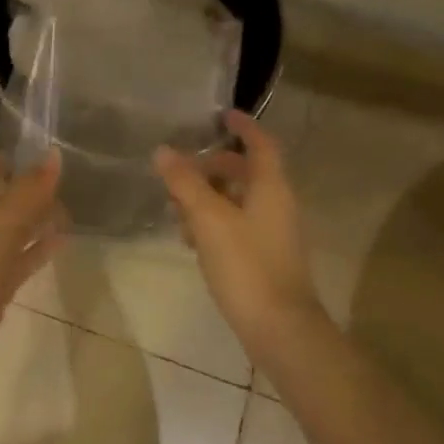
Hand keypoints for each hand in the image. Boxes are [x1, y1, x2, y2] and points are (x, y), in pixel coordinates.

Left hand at [0, 151, 66, 362]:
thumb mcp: (7, 215)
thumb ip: (33, 187)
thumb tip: (55, 154)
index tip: (26, 158)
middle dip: (25, 193)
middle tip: (57, 186)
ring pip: (10, 231)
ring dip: (36, 221)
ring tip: (67, 212)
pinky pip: (18, 258)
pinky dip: (38, 248)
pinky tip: (63, 240)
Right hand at [155, 111, 324, 351]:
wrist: (280, 330)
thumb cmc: (247, 265)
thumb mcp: (209, 219)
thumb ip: (185, 183)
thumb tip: (163, 151)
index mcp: (271, 186)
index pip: (260, 143)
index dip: (243, 126)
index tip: (220, 114)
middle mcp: (276, 203)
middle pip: (245, 172)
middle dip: (213, 166)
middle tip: (181, 167)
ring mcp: (272, 232)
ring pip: (238, 200)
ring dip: (208, 196)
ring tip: (175, 206)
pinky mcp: (264, 257)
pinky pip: (236, 225)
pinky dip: (214, 222)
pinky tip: (189, 239)